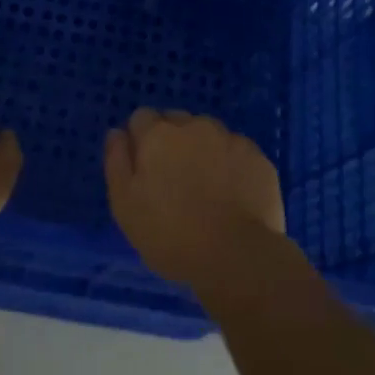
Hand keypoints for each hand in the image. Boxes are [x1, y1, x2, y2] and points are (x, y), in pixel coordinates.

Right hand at [104, 108, 285, 291]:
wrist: (237, 256)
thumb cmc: (171, 234)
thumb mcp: (125, 205)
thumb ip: (117, 161)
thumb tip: (117, 132)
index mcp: (157, 134)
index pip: (142, 118)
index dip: (141, 141)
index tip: (145, 169)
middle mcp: (193, 125)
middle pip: (175, 122)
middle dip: (172, 142)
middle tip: (174, 181)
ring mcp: (229, 138)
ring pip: (208, 134)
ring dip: (202, 150)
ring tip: (206, 189)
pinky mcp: (257, 156)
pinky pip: (236, 152)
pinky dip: (231, 165)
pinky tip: (232, 195)